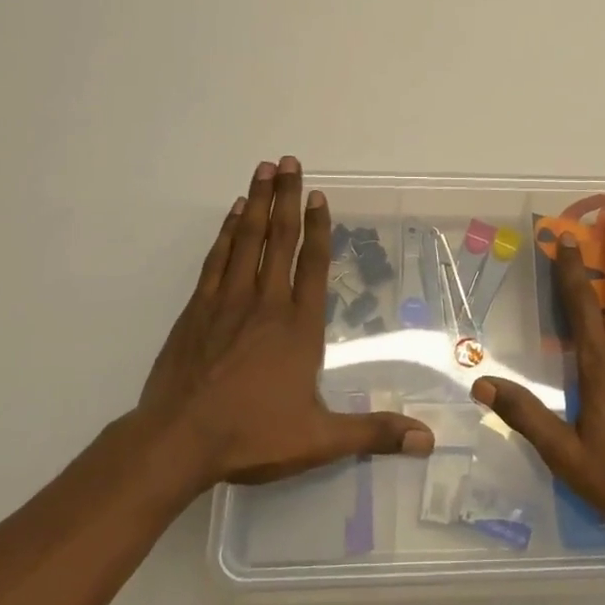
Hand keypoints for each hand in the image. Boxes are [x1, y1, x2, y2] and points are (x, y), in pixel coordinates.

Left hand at [138, 157, 433, 491]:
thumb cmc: (251, 436)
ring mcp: (227, 303)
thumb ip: (373, 433)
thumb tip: (427, 440)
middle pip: (279, 240)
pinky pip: (216, 260)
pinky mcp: (196, 310)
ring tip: (264, 170)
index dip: (318, 228)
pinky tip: (234, 215)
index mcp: (298, 327)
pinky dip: (226, 233)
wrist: (177, 443)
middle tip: (290, 161)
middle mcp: (265, 304)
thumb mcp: (319, 440)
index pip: (311, 265)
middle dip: (287, 198)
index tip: (319, 195)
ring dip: (257, 203)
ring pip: (246, 241)